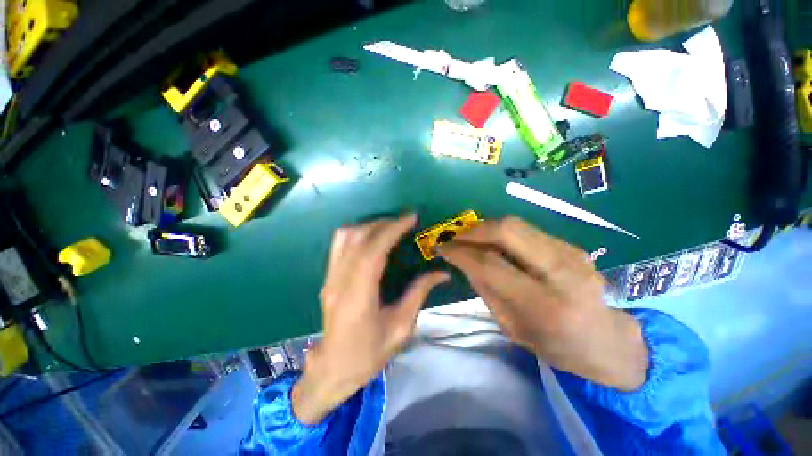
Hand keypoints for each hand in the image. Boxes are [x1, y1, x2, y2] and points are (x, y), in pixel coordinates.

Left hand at [292, 214, 448, 423]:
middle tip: (405, 222)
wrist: (333, 368)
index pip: (373, 251)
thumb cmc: (368, 353)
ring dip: (369, 226)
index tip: (410, 218)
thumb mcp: (401, 328)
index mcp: (359, 295)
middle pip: (359, 238)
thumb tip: (441, 273)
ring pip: (345, 236)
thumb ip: (418, 294)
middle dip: (384, 224)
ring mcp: (330, 277)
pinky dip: (357, 232)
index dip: (392, 230)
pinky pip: (339, 244)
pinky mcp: (328, 277)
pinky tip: (371, 237)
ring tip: (389, 227)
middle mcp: (340, 280)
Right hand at [438, 217, 647, 390]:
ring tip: (470, 239)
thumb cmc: (555, 345)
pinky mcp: (571, 245)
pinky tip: (494, 244)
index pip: (490, 265)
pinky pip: (526, 230)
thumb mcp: (511, 326)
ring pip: (516, 224)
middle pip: (507, 230)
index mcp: (544, 304)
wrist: (607, 339)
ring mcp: (570, 252)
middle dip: (473, 230)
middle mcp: (561, 271)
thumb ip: (485, 289)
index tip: (442, 249)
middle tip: (455, 238)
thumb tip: (464, 261)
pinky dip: (502, 233)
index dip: (460, 253)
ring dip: (485, 228)